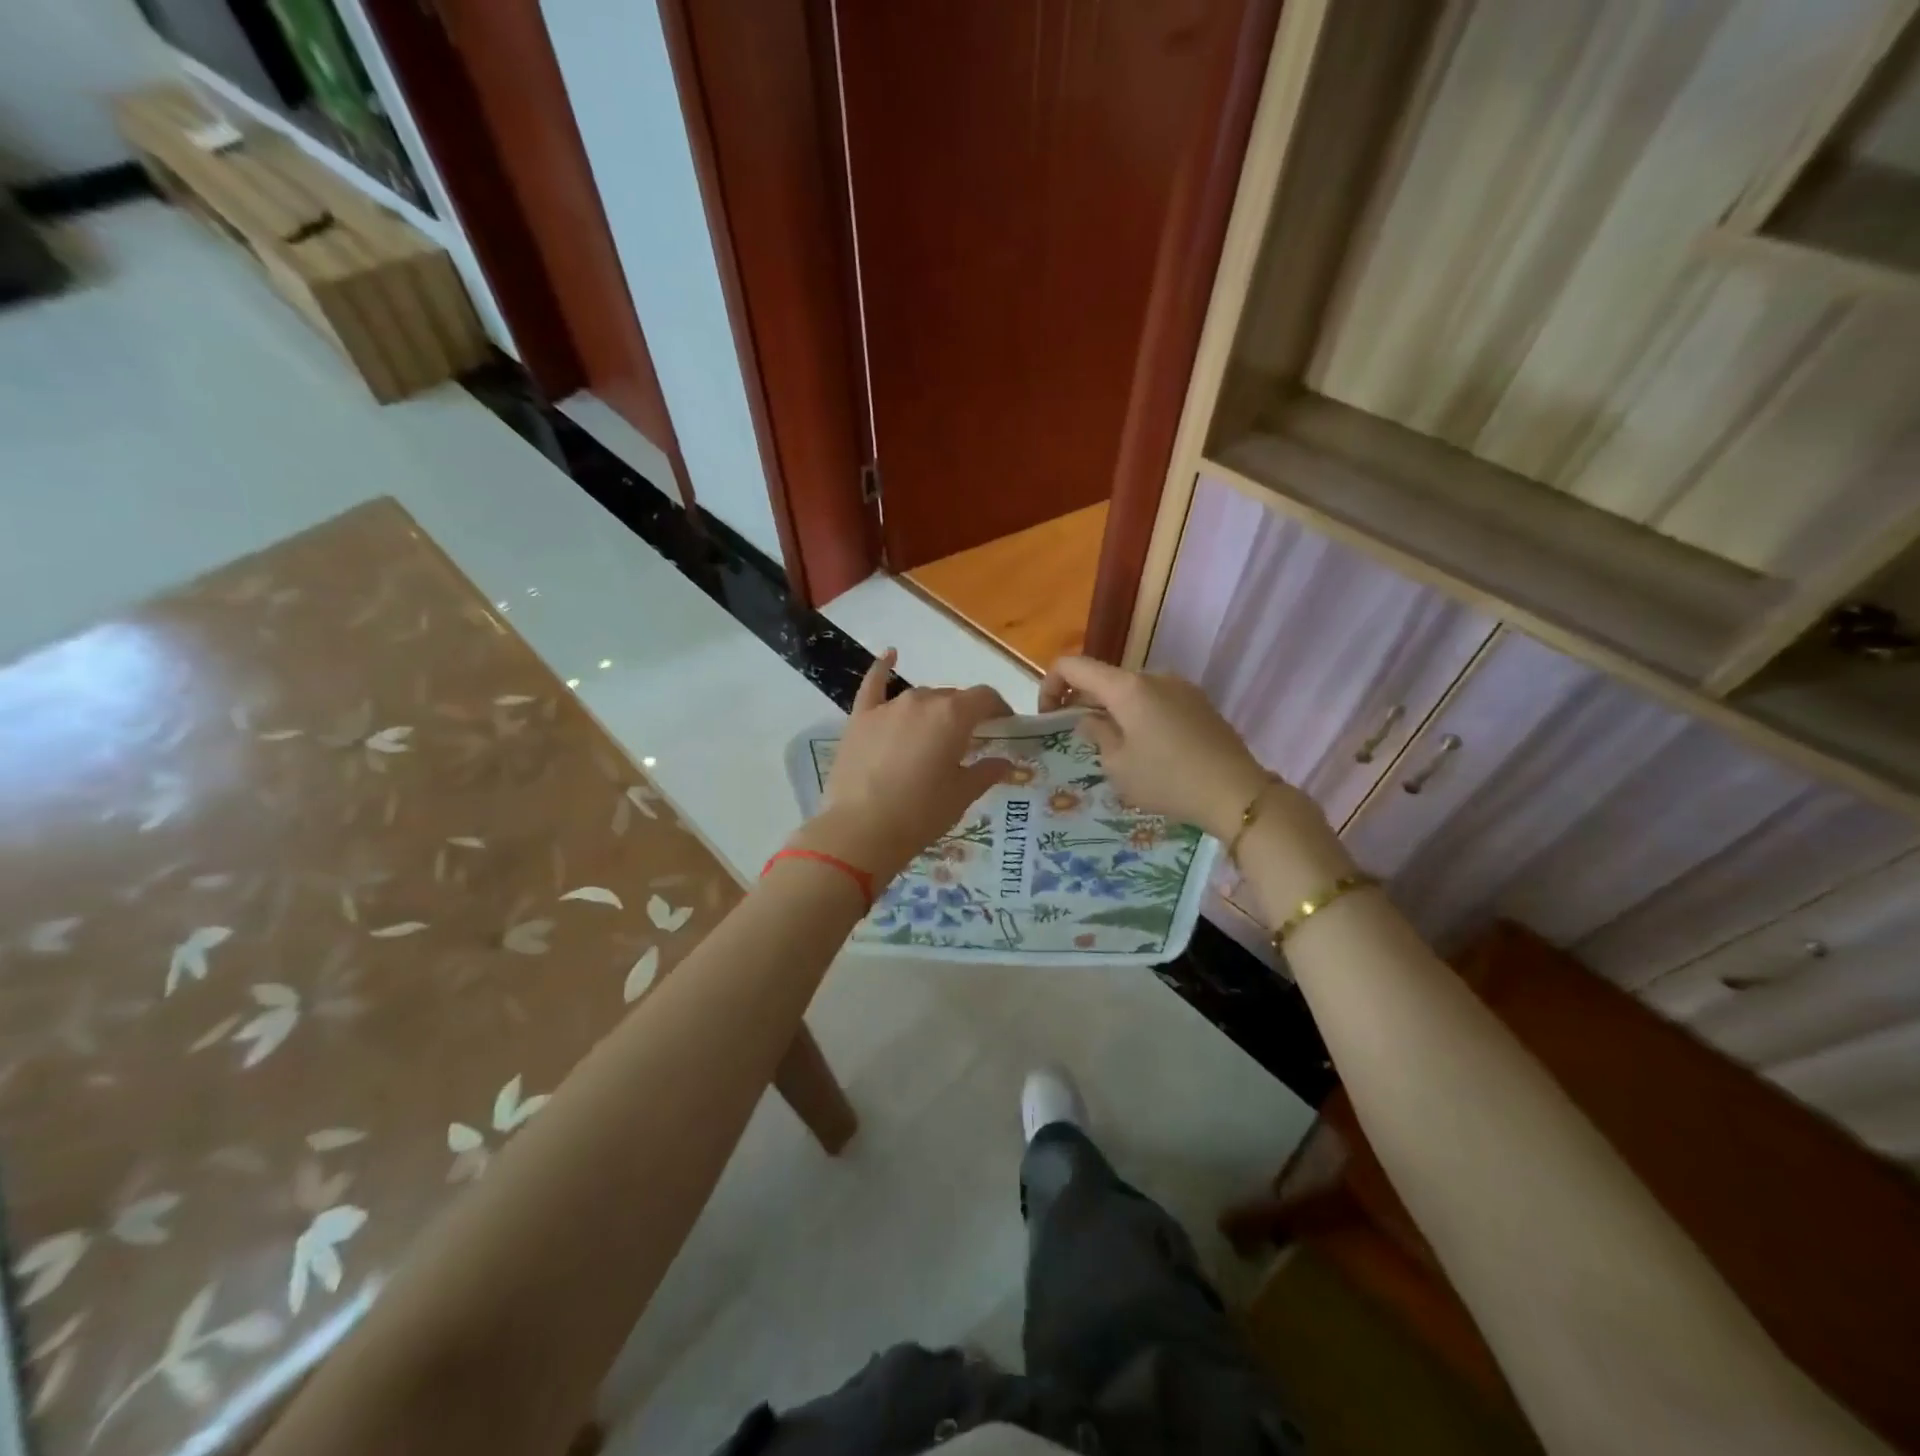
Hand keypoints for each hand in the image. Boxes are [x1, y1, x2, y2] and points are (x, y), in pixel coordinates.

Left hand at [797, 650, 1014, 880]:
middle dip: (965, 715)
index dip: (999, 709)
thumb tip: (1006, 762)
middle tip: (969, 743)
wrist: (861, 830)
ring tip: (935, 735)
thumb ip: (986, 772)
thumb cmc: (921, 814)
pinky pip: (874, 685)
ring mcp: (888, 707)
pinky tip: (890, 656)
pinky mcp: (860, 718)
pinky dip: (883, 669)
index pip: (985, 697)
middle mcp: (922, 700)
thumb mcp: (962, 795)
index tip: (1005, 726)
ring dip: (933, 710)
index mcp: (954, 715)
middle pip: (952, 698)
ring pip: (920, 698)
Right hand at [1038, 656, 1275, 838]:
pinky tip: (1147, 750)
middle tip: (1078, 738)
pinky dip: (1139, 715)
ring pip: (1131, 691)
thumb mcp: (1118, 766)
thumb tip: (1089, 720)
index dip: (1051, 685)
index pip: (1073, 666)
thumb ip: (1096, 734)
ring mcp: (1181, 687)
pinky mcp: (1199, 703)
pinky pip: (1156, 701)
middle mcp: (1154, 676)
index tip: (1048, 717)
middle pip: (1104, 678)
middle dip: (1083, 702)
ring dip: (1113, 711)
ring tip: (1114, 749)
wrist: (1237, 793)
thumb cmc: (1167, 780)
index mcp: (1127, 687)